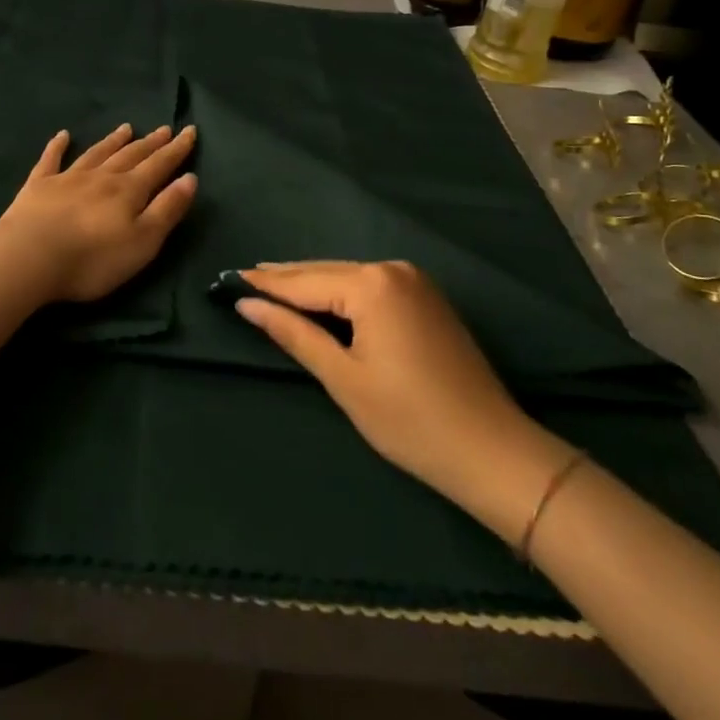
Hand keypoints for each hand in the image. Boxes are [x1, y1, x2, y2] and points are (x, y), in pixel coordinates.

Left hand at [0, 124, 198, 303]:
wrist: (29, 257)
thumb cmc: (93, 258)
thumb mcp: (143, 241)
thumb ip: (167, 209)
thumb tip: (190, 178)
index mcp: (129, 191)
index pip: (159, 166)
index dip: (176, 150)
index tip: (189, 131)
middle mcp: (101, 177)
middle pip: (130, 155)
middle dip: (150, 143)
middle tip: (164, 128)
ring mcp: (67, 179)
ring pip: (96, 154)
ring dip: (113, 141)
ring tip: (126, 127)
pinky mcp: (38, 187)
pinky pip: (50, 160)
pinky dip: (57, 146)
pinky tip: (63, 136)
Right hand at [236, 261, 559, 513]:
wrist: (491, 450)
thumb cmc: (409, 420)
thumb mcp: (343, 378)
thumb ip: (294, 334)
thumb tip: (248, 305)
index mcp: (372, 285)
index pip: (305, 281)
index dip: (266, 284)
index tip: (229, 278)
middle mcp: (393, 269)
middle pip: (326, 272)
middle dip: (286, 279)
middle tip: (245, 279)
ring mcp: (415, 281)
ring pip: (349, 277)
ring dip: (313, 285)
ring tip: (272, 287)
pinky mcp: (427, 297)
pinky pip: (371, 286)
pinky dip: (342, 293)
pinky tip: (321, 299)